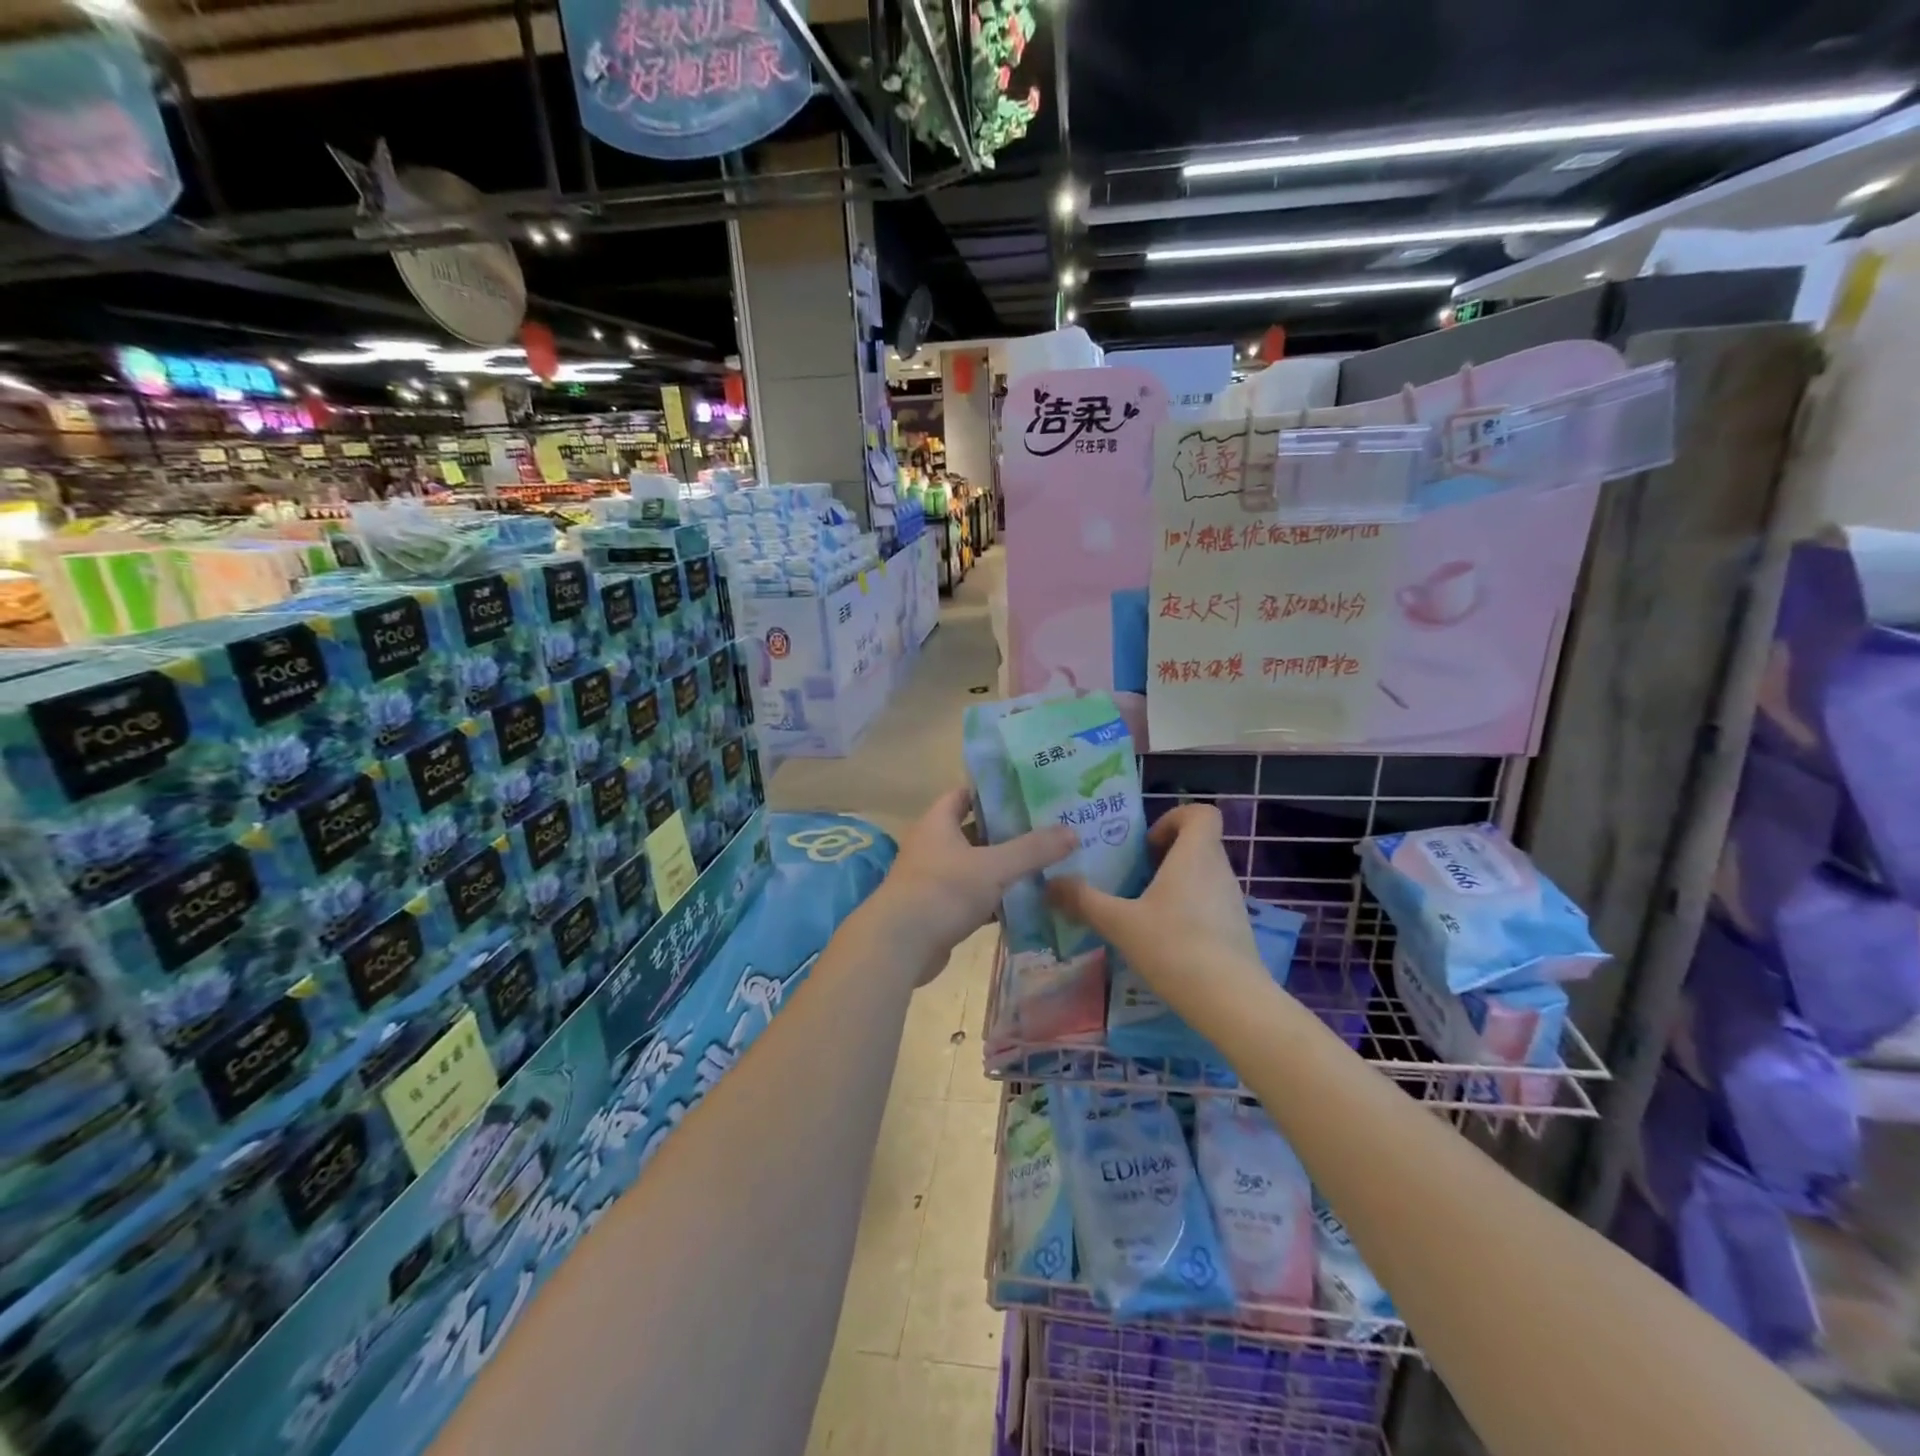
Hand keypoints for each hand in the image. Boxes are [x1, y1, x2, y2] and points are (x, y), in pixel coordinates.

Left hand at [865, 788, 1075, 983]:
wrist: (899, 946)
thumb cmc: (943, 891)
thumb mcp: (994, 866)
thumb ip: (1033, 849)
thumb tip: (1072, 831)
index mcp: (938, 822)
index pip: (966, 794)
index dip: (994, 791)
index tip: (1029, 792)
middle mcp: (933, 845)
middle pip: (975, 830)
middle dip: (1008, 831)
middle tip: (1047, 829)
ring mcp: (935, 879)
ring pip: (976, 866)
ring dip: (1004, 867)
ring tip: (1045, 863)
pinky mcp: (939, 910)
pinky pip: (974, 897)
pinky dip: (996, 899)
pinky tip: (1026, 902)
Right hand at [1047, 804, 1263, 1012]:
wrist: (1231, 1002)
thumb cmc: (1174, 946)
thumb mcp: (1119, 923)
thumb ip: (1083, 900)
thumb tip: (1049, 883)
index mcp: (1196, 854)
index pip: (1202, 813)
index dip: (1174, 818)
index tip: (1146, 845)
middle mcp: (1219, 870)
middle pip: (1197, 843)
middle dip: (1164, 854)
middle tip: (1133, 877)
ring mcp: (1232, 900)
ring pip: (1203, 874)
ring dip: (1174, 882)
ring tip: (1142, 909)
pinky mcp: (1236, 929)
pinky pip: (1209, 902)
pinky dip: (1187, 909)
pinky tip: (1163, 939)